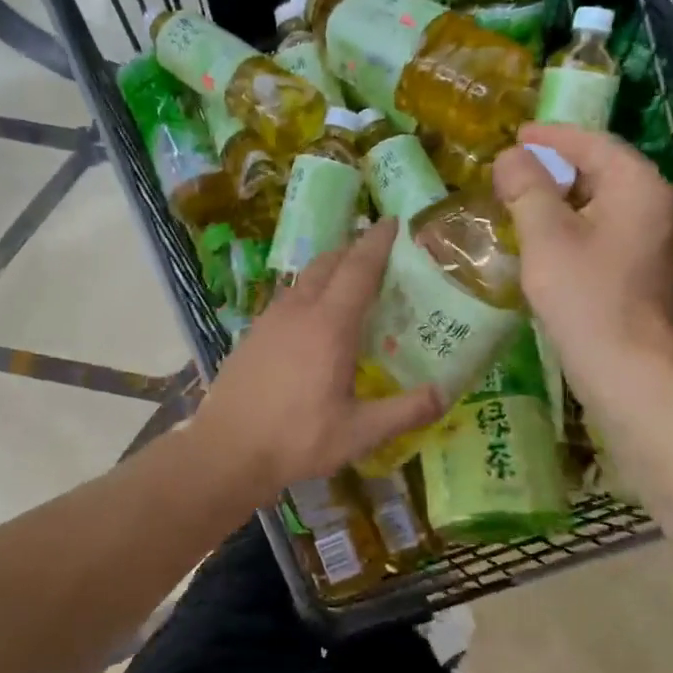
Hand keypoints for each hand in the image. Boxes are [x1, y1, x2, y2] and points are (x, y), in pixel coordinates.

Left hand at [192, 218, 442, 494]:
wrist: (226, 450)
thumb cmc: (295, 440)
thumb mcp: (359, 433)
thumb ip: (406, 411)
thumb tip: (446, 393)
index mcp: (329, 326)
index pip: (359, 268)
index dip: (378, 242)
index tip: (394, 222)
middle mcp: (299, 311)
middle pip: (329, 263)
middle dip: (355, 249)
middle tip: (380, 253)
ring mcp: (270, 319)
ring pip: (305, 279)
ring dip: (330, 269)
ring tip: (351, 282)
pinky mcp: (253, 333)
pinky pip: (288, 298)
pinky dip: (309, 291)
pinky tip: (314, 318)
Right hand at [491, 122, 672, 390]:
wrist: (627, 369)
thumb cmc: (585, 296)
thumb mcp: (546, 236)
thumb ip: (527, 188)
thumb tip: (511, 157)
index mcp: (638, 187)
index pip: (594, 144)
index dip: (552, 137)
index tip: (516, 135)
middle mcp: (655, 205)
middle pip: (602, 170)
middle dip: (556, 167)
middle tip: (513, 169)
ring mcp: (654, 239)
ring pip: (602, 203)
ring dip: (562, 199)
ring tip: (522, 200)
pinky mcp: (644, 268)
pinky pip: (606, 230)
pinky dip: (574, 225)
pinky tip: (545, 240)